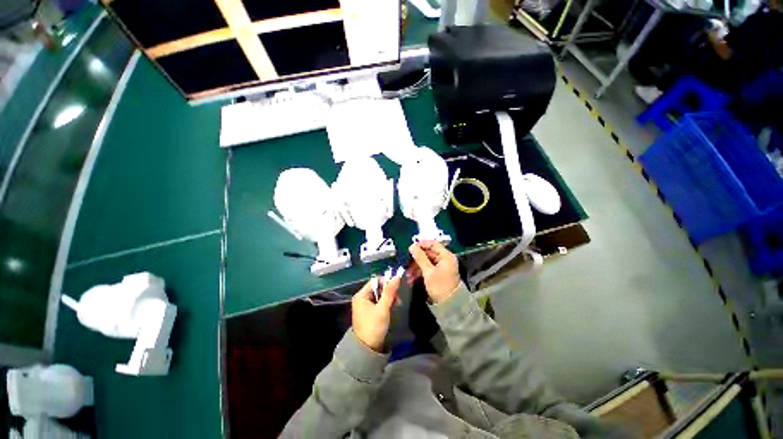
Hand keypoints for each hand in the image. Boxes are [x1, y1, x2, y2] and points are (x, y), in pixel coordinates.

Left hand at [352, 276, 399, 351]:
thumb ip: (389, 292)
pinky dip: (386, 303)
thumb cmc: (374, 326)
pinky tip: (392, 307)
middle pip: (378, 287)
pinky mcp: (368, 311)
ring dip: (389, 297)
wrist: (366, 349)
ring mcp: (364, 305)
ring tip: (397, 304)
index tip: (396, 288)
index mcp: (361, 295)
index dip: (386, 282)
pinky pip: (378, 302)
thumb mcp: (383, 308)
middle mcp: (361, 297)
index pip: (375, 281)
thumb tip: (396, 277)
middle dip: (389, 291)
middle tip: (398, 299)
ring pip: (379, 295)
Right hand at [408, 241, 459, 302]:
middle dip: (416, 259)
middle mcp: (444, 259)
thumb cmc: (440, 286)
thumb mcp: (428, 271)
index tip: (411, 248)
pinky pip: (427, 269)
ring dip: (416, 267)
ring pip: (426, 262)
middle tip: (406, 263)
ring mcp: (441, 267)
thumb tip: (412, 246)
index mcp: (446, 256)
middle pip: (428, 253)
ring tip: (408, 275)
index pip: (433, 244)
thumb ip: (420, 257)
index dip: (421, 244)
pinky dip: (419, 272)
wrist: (450, 306)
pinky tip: (412, 278)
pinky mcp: (438, 274)